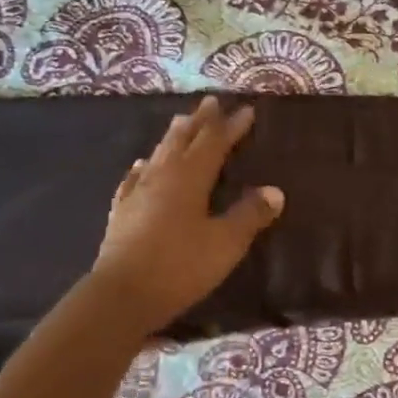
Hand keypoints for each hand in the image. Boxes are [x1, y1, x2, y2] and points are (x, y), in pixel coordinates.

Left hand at [90, 96, 283, 339]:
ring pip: (158, 154)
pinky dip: (143, 167)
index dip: (231, 127)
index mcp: (189, 178)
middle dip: (200, 121)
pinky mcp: (122, 213)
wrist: (122, 295)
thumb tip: (275, 191)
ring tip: (180, 122)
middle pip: (182, 140)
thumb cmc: (181, 266)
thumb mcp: (226, 243)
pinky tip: (141, 165)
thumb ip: (249, 215)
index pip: (214, 143)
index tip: (246, 111)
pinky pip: (135, 179)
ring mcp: (137, 193)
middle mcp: (162, 177)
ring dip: (173, 136)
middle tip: (210, 102)